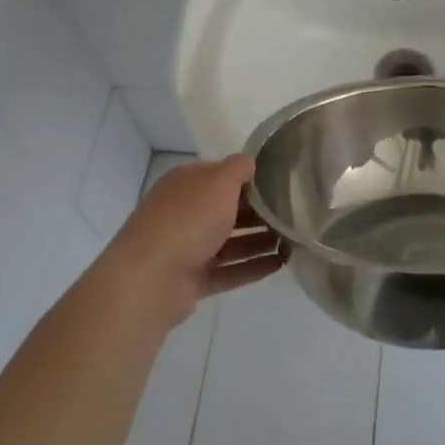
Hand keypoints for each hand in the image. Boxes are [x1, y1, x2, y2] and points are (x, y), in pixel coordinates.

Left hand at [102, 154, 284, 327]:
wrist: (151, 278)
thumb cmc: (188, 218)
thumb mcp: (219, 180)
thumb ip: (239, 168)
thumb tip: (250, 164)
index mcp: (187, 183)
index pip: (222, 175)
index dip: (250, 178)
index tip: (281, 183)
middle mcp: (185, 212)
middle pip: (227, 209)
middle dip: (259, 212)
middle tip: (293, 214)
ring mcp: (187, 248)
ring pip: (230, 241)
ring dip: (260, 240)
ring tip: (292, 240)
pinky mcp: (192, 280)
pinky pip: (229, 271)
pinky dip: (252, 267)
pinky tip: (280, 265)